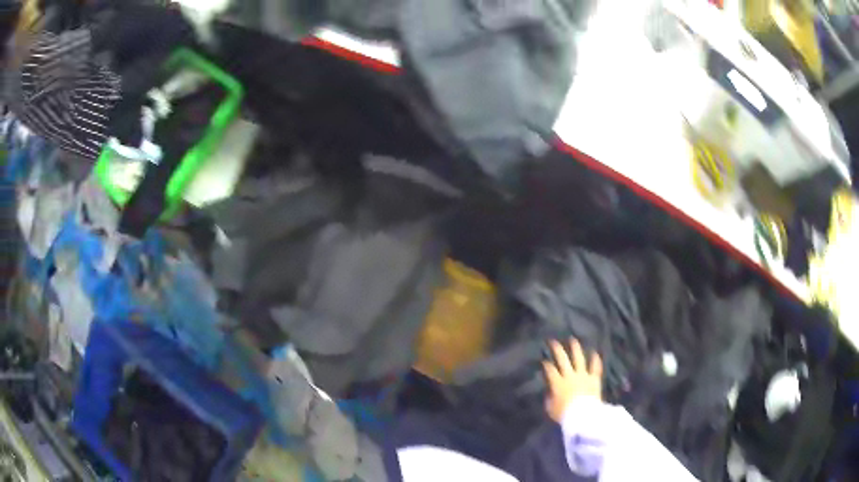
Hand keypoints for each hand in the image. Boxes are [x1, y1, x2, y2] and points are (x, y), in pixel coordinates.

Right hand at [543, 338, 602, 422]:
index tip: (544, 361)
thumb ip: (549, 398)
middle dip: (557, 350)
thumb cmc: (564, 414)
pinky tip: (594, 353)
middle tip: (554, 342)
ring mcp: (583, 376)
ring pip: (579, 359)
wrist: (583, 415)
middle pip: (562, 360)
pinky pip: (595, 367)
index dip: (546, 365)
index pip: (550, 370)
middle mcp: (570, 376)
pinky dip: (595, 360)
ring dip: (576, 349)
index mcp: (557, 383)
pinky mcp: (594, 379)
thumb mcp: (550, 408)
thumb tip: (550, 392)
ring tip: (573, 340)